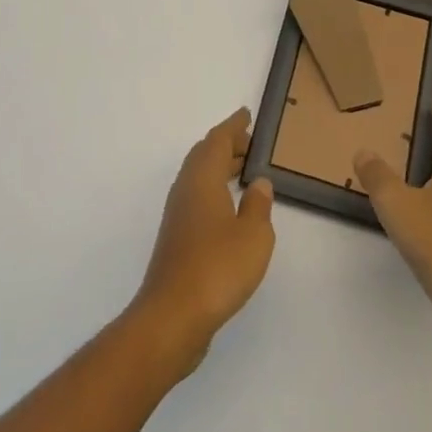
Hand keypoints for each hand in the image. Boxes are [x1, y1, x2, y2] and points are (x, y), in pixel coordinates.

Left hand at [131, 108, 274, 371]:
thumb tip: (258, 182)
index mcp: (203, 178)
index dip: (233, 126)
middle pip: (205, 154)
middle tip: (250, 143)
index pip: (218, 140)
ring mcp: (178, 215)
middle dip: (227, 145)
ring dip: (219, 167)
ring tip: (243, 171)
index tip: (246, 115)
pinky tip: (228, 209)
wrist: (172, 317)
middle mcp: (186, 189)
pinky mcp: (176, 239)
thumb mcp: (254, 236)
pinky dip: (214, 190)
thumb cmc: (217, 268)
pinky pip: (197, 197)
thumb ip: (259, 205)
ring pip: (199, 177)